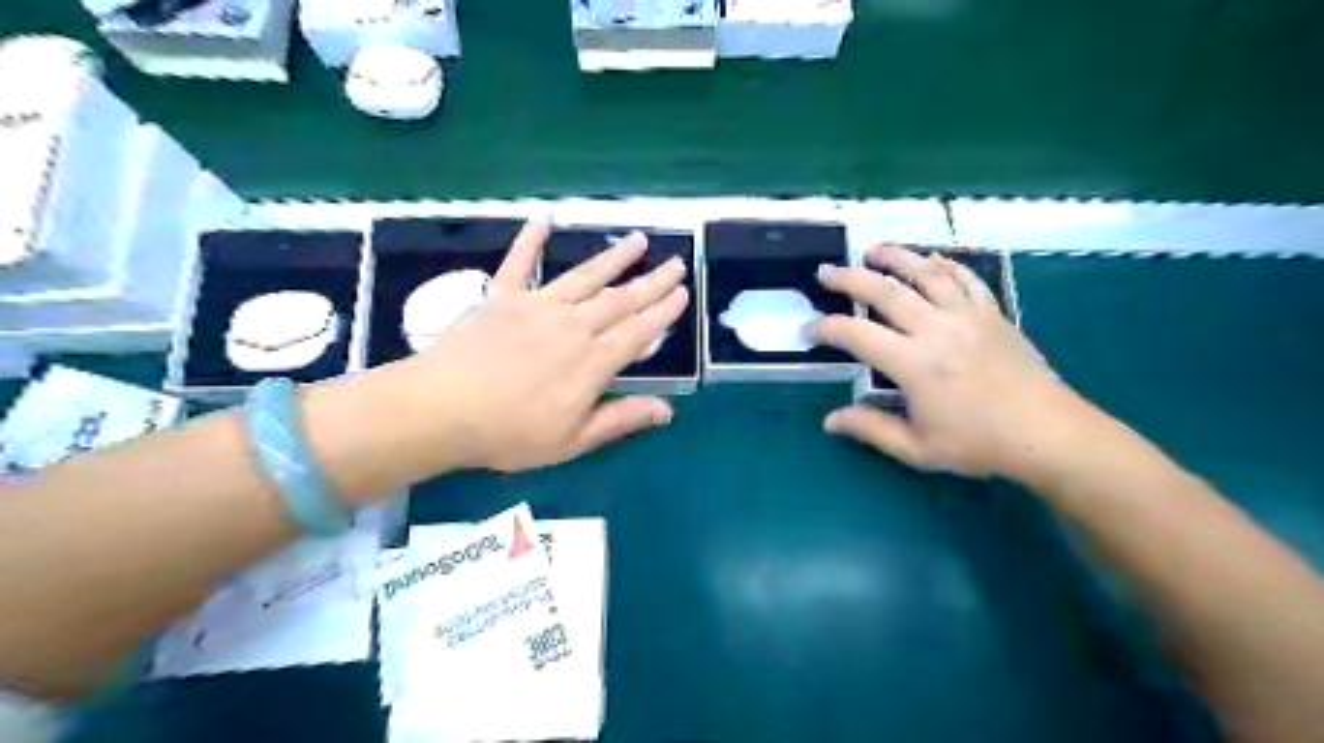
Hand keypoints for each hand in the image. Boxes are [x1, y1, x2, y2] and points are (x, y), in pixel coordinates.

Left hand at [390, 217, 688, 470]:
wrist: (441, 410)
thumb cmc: (509, 433)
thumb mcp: (573, 440)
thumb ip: (621, 419)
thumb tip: (668, 410)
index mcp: (592, 362)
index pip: (639, 331)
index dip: (664, 312)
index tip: (683, 293)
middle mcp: (573, 326)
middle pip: (621, 299)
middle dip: (653, 281)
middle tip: (676, 263)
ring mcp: (537, 306)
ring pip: (585, 276)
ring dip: (614, 257)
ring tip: (638, 239)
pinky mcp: (503, 297)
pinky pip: (519, 262)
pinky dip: (530, 240)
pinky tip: (543, 218)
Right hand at [813, 240, 1080, 478]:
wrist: (1047, 433)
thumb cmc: (978, 444)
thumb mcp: (917, 448)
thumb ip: (871, 429)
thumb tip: (829, 421)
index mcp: (914, 364)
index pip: (857, 335)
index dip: (826, 329)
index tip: (808, 330)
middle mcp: (936, 329)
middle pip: (885, 291)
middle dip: (849, 278)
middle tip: (826, 271)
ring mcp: (968, 316)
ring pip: (925, 273)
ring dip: (894, 257)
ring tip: (871, 250)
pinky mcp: (992, 313)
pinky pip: (965, 278)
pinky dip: (944, 263)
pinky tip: (929, 258)